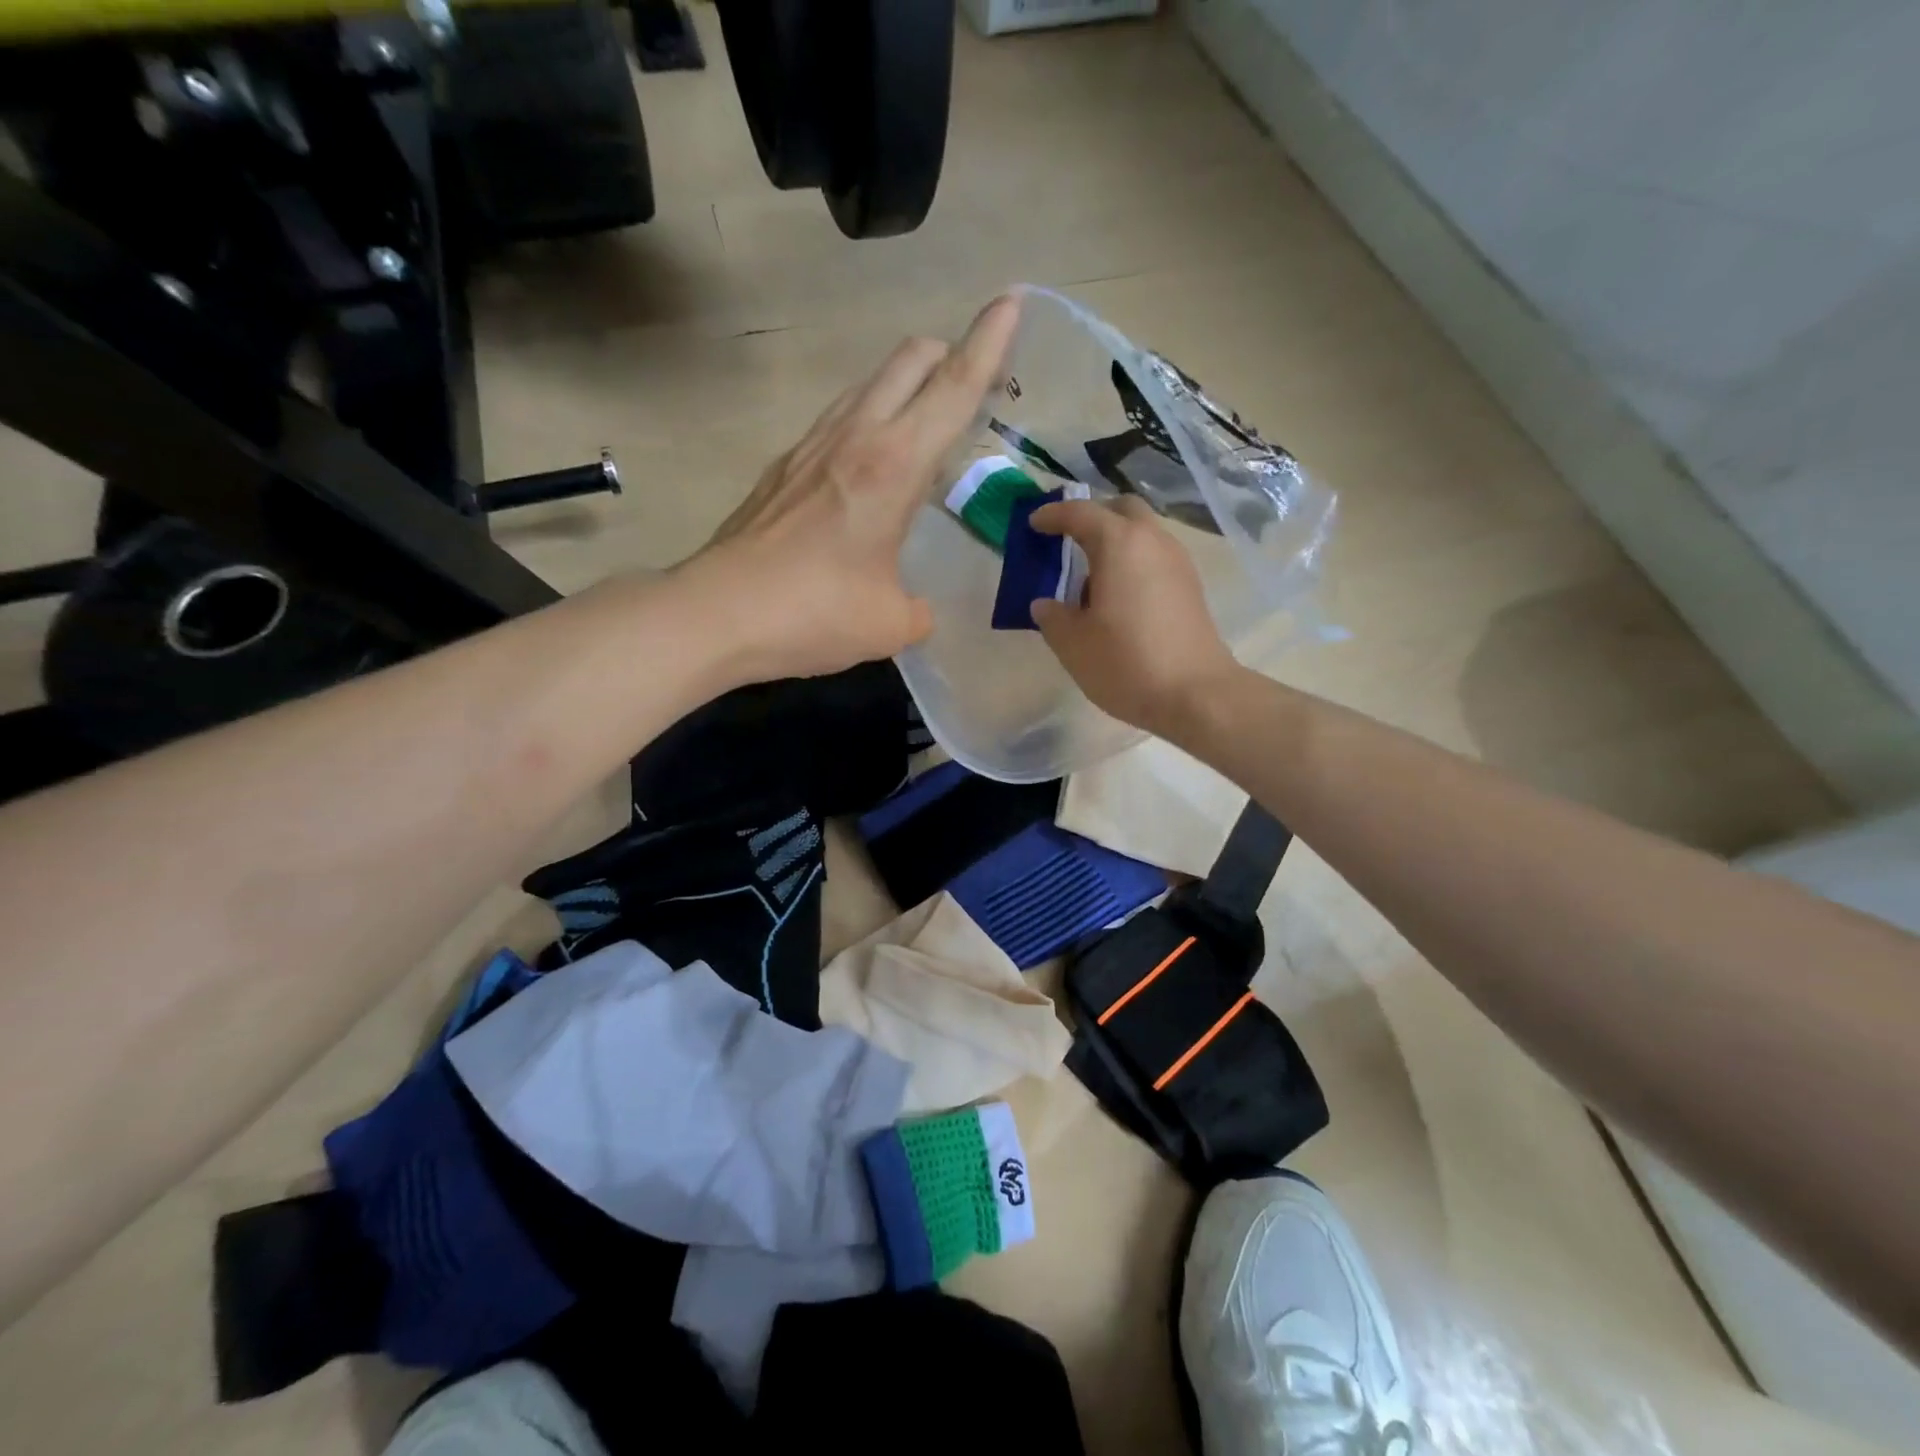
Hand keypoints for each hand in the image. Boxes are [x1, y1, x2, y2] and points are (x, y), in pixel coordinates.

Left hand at [686, 294, 1020, 681]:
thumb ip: (918, 609)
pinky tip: (869, 465)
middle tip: (974, 384)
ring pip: (870, 383)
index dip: (989, 343)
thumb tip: (915, 609)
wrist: (717, 612)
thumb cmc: (814, 613)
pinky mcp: (783, 466)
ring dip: (907, 385)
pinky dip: (870, 419)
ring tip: (924, 425)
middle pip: (909, 360)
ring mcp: (811, 445)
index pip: (952, 387)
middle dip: (949, 352)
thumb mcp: (890, 624)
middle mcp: (854, 438)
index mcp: (893, 466)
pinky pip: (840, 418)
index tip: (1012, 301)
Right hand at [1029, 497, 1239, 734]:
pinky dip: (1133, 562)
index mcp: (1119, 543)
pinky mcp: (1190, 586)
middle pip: (1121, 510)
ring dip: (1115, 542)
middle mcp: (1152, 541)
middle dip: (1092, 518)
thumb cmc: (1126, 663)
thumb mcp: (1073, 644)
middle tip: (1067, 541)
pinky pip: (1155, 557)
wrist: (1195, 694)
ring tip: (1090, 577)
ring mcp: (1178, 562)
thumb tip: (1045, 605)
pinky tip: (1117, 597)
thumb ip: (1052, 617)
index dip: (1052, 515)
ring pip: (1142, 533)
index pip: (1080, 513)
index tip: (1033, 524)